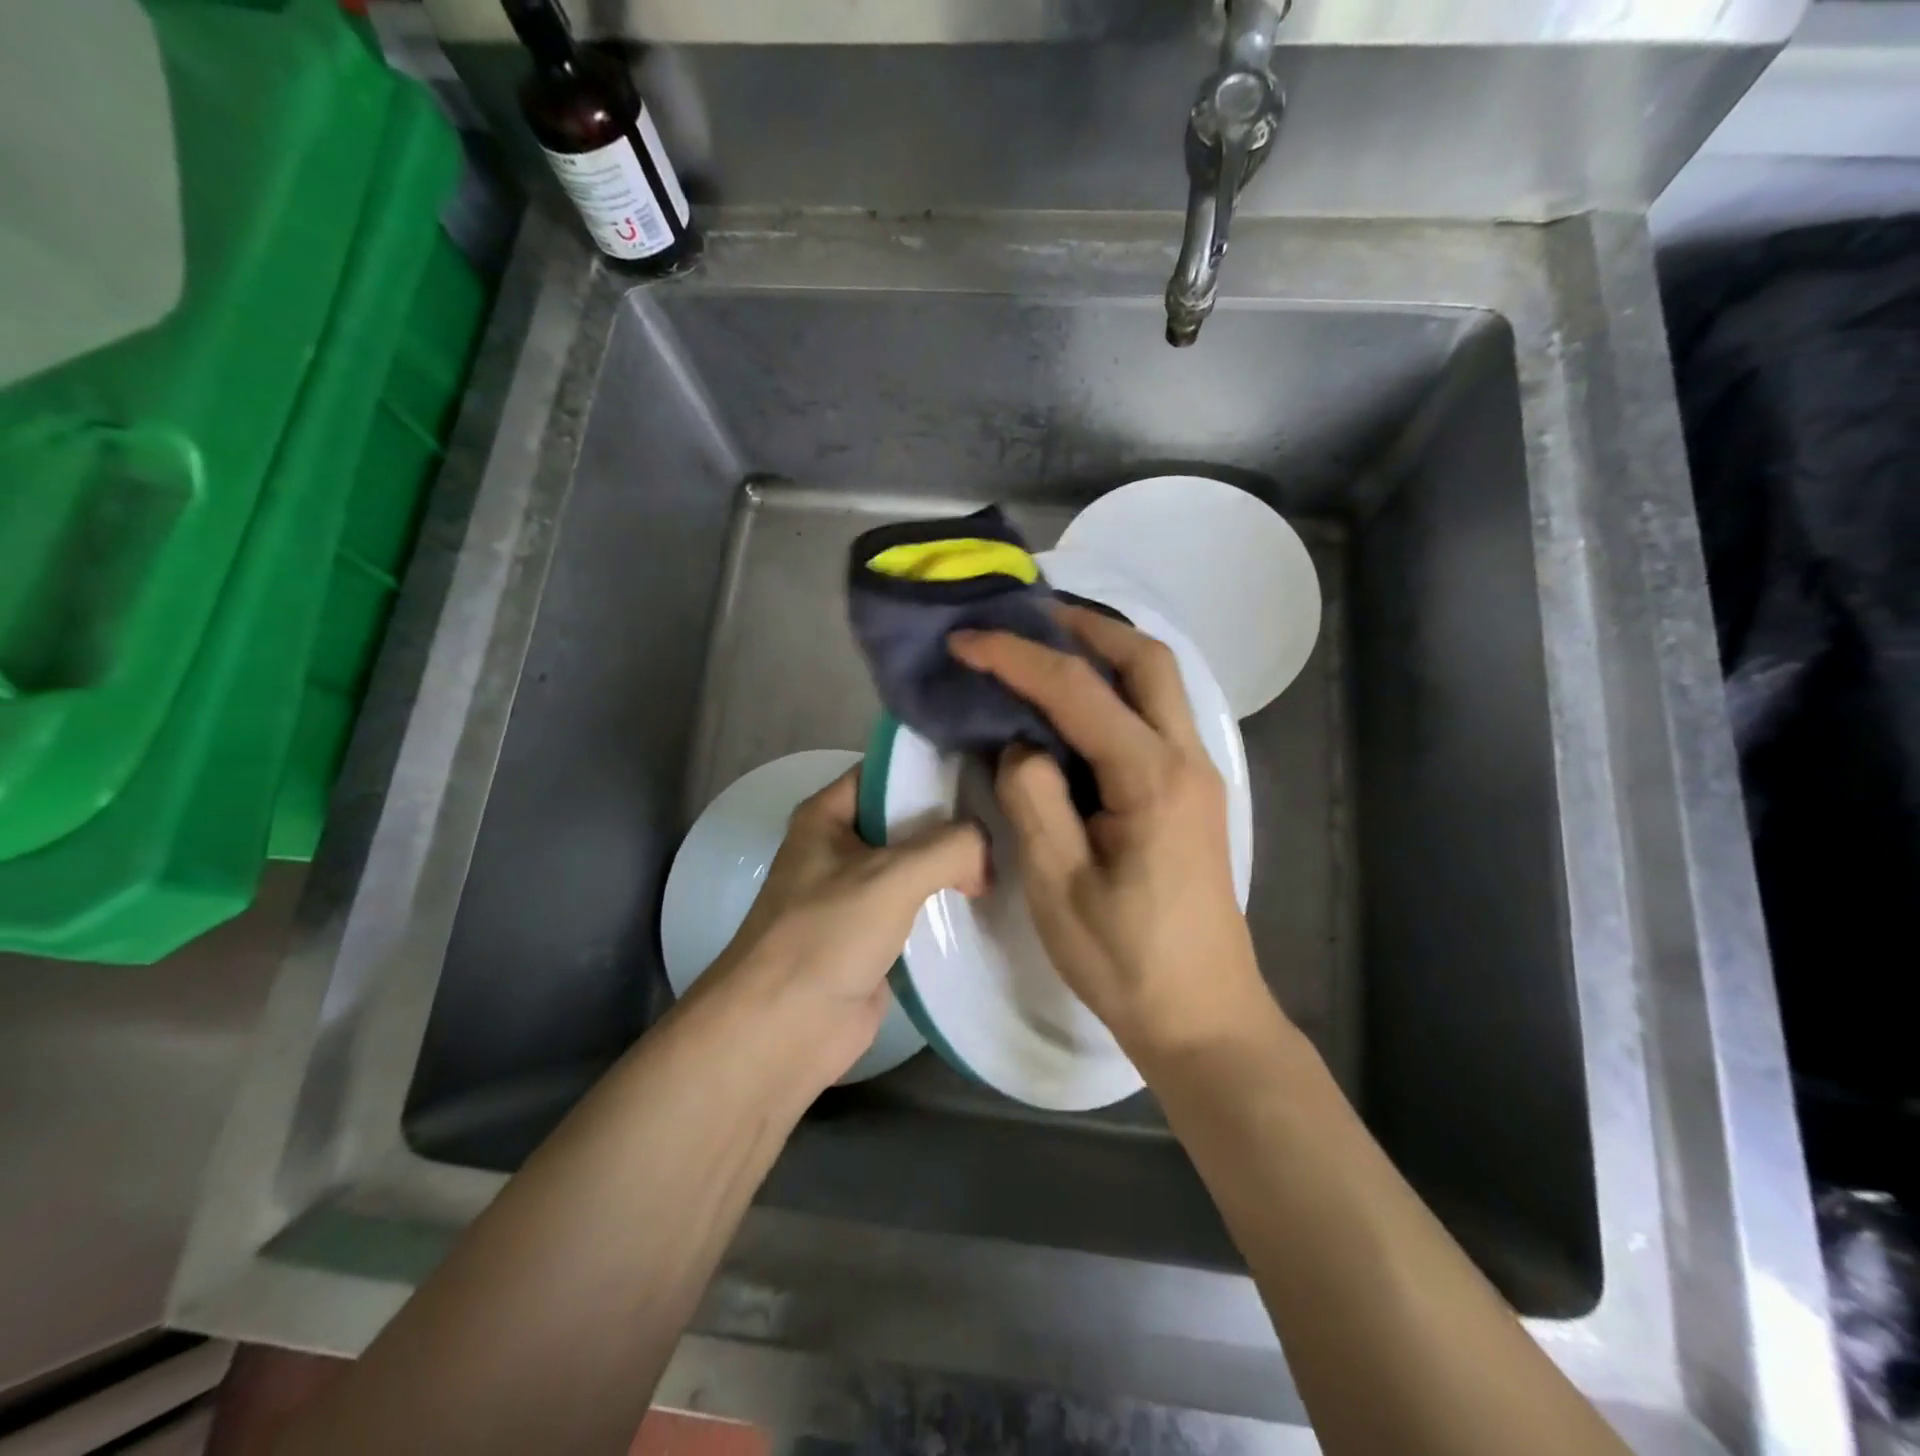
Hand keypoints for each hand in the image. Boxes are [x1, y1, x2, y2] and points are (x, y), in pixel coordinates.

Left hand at [701, 768, 987, 1089]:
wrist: (784, 1030)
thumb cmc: (825, 935)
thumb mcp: (891, 876)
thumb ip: (950, 847)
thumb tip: (986, 853)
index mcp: (828, 816)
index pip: (887, 773)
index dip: (934, 766)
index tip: (988, 767)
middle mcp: (841, 847)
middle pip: (907, 819)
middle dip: (955, 818)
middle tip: (1012, 813)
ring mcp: (857, 894)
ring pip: (916, 865)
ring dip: (956, 864)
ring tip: (1014, 851)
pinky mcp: (874, 936)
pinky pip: (919, 907)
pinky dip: (950, 903)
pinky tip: (993, 898)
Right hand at [947, 609, 1273, 1060]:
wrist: (1202, 1015)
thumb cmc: (1125, 959)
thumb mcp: (1058, 884)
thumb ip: (1034, 798)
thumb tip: (1022, 744)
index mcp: (1151, 779)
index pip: (1078, 691)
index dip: (1017, 658)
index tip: (966, 642)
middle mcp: (1186, 760)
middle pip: (1146, 659)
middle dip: (1084, 626)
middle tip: (1026, 616)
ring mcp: (1198, 774)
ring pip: (1159, 682)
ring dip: (1106, 651)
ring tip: (1047, 645)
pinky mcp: (1192, 793)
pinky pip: (1157, 715)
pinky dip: (1117, 688)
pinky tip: (1077, 705)